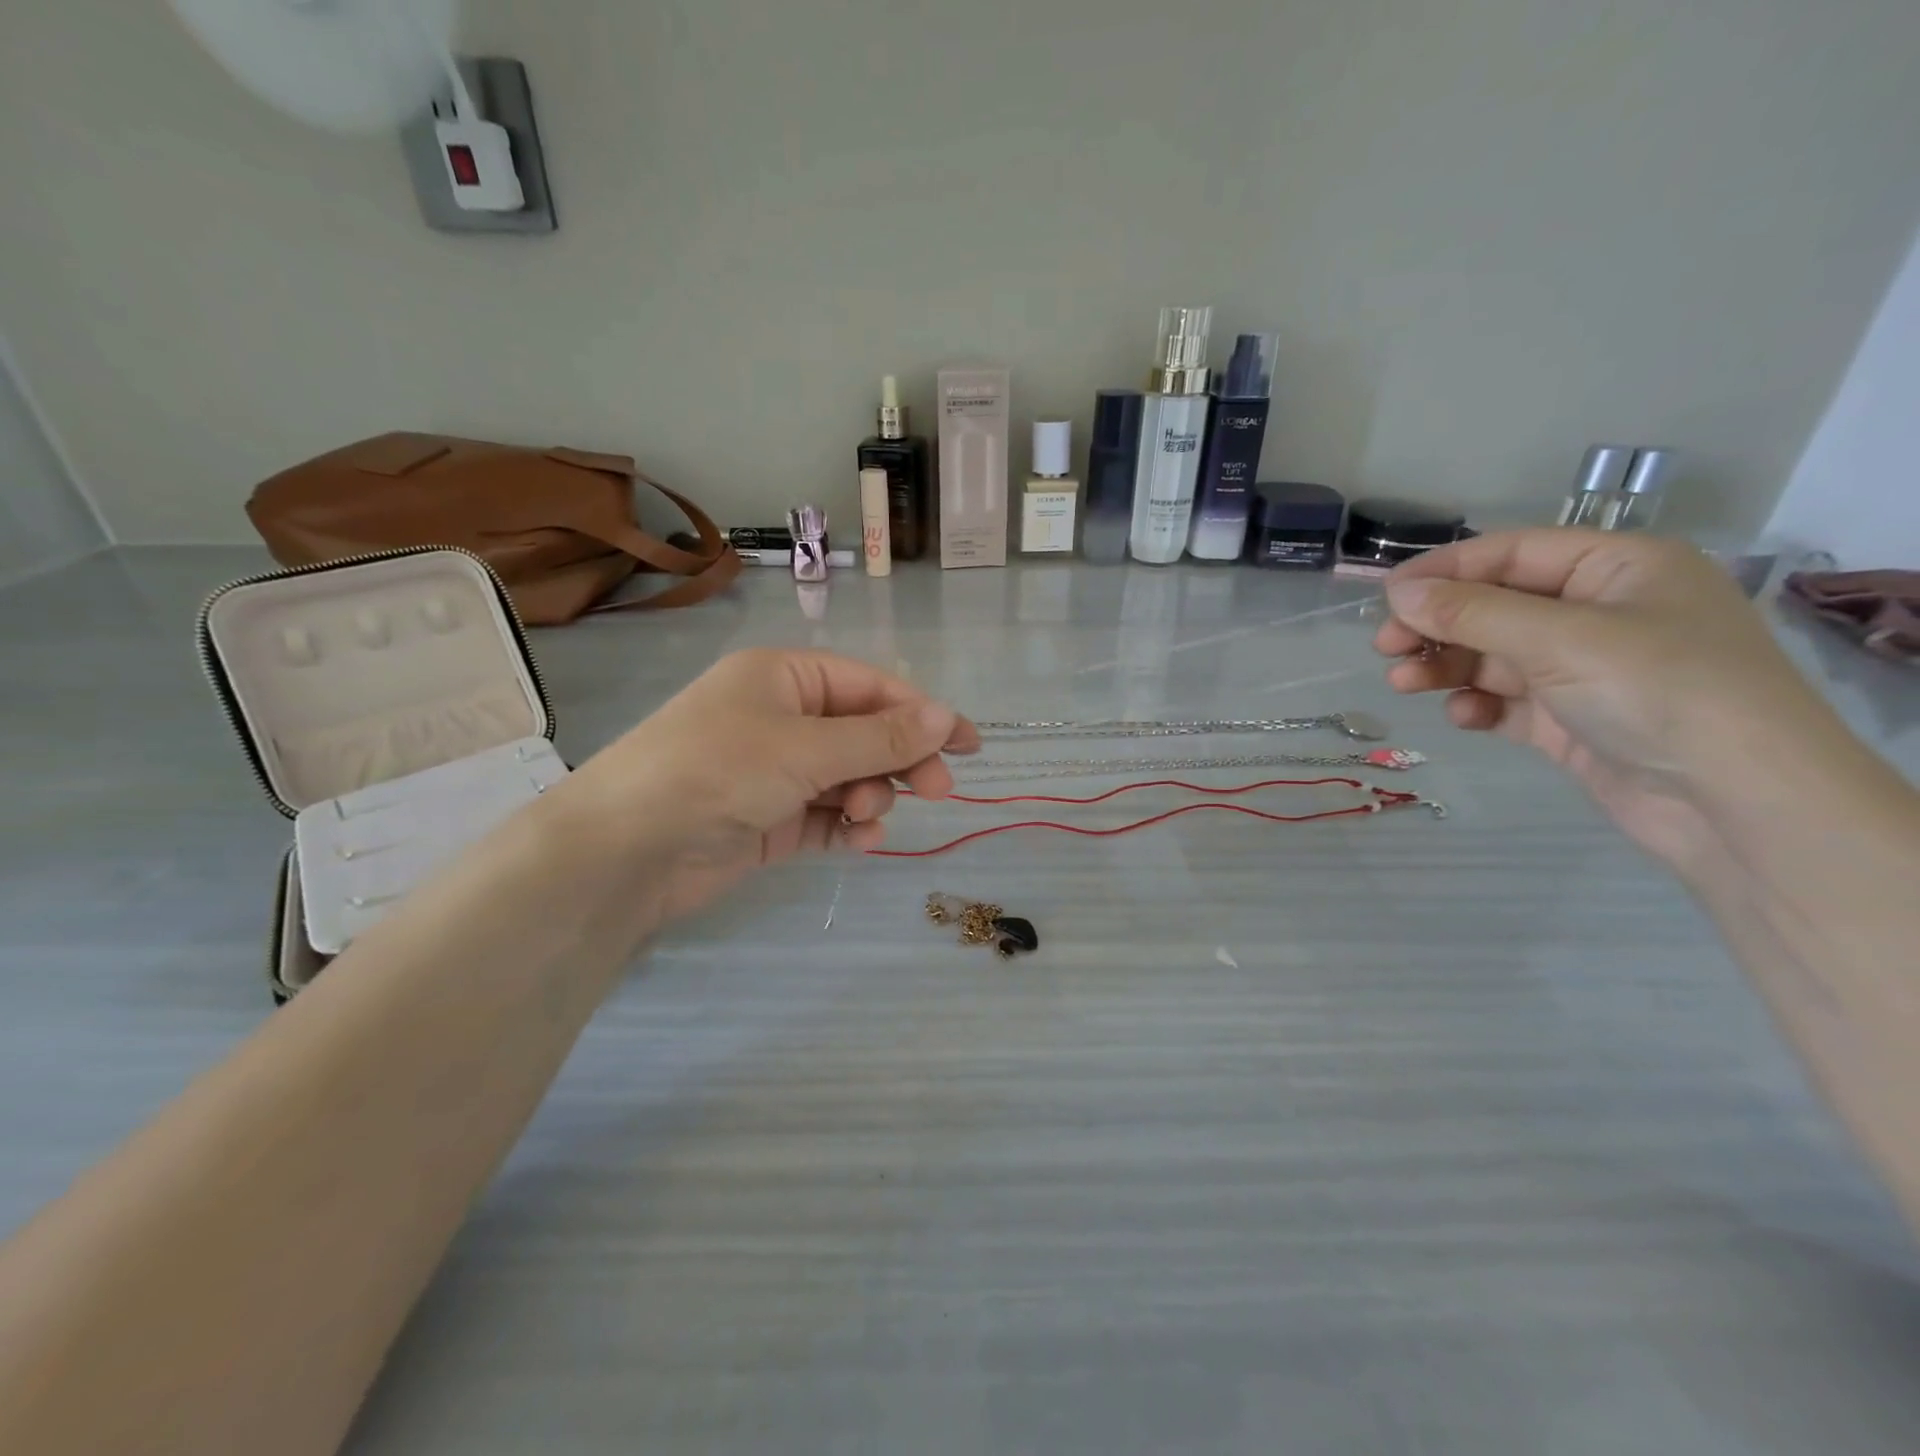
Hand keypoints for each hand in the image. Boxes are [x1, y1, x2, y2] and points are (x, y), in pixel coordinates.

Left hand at [551, 649, 978, 927]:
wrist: (626, 851)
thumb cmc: (717, 770)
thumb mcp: (806, 748)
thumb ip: (880, 738)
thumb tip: (946, 716)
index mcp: (785, 678)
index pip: (871, 687)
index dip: (923, 713)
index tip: (969, 744)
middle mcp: (782, 718)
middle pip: (864, 733)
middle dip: (900, 760)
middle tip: (937, 790)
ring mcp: (775, 771)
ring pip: (849, 777)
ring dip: (869, 795)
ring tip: (867, 818)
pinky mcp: (769, 819)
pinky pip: (825, 816)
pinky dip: (847, 827)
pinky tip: (862, 841)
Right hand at [1374, 530, 1854, 870]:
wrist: (1738, 804)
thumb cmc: (1659, 692)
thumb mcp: (1559, 640)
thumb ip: (1471, 612)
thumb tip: (1397, 590)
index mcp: (1618, 569)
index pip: (1512, 553)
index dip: (1445, 570)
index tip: (1385, 596)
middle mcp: (1602, 612)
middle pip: (1496, 606)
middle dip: (1439, 626)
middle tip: (1386, 648)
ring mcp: (1587, 670)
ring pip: (1493, 656)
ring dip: (1447, 667)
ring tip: (1404, 685)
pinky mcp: (1573, 720)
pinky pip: (1509, 701)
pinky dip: (1479, 706)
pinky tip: (1463, 718)